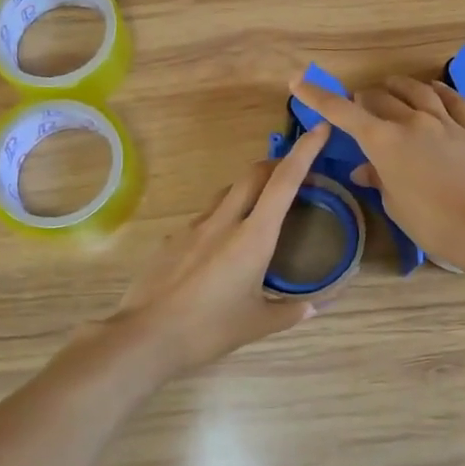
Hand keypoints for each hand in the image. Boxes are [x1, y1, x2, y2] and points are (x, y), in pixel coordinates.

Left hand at [106, 123, 334, 373]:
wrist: (145, 336)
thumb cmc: (208, 330)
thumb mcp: (257, 324)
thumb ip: (290, 312)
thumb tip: (314, 308)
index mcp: (253, 237)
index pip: (284, 182)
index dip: (304, 152)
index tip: (319, 129)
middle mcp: (224, 221)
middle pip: (254, 174)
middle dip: (277, 164)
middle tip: (294, 172)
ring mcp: (194, 227)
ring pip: (227, 192)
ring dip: (248, 189)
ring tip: (260, 208)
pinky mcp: (173, 239)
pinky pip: (204, 217)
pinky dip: (222, 217)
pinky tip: (221, 247)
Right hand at [289, 75, 464, 268]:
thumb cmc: (430, 222)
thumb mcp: (395, 204)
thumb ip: (378, 178)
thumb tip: (364, 169)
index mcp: (383, 142)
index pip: (343, 113)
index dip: (319, 96)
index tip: (299, 82)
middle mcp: (411, 122)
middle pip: (380, 98)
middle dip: (363, 99)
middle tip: (358, 104)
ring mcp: (444, 122)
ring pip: (416, 91)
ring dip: (398, 86)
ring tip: (391, 86)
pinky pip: (453, 100)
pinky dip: (438, 90)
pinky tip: (433, 89)